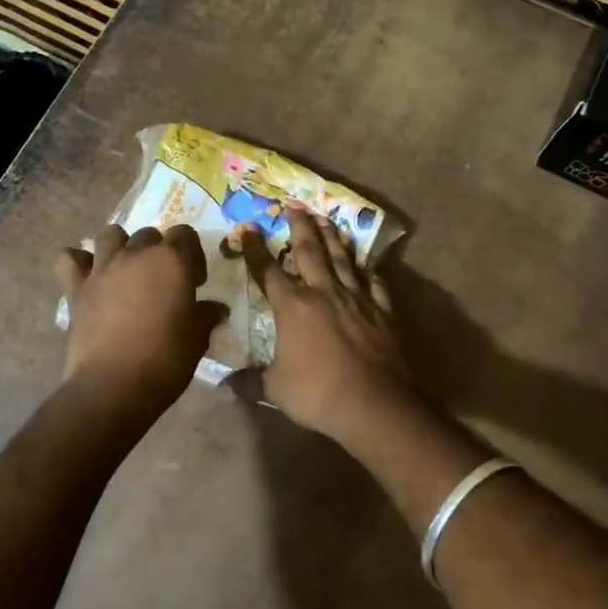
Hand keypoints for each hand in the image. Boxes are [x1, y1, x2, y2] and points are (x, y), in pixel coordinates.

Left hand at [55, 223, 224, 418]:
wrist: (113, 387)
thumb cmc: (165, 361)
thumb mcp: (197, 339)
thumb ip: (206, 316)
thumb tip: (215, 309)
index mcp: (172, 261)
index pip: (185, 234)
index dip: (192, 255)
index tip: (194, 282)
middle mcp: (136, 255)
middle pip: (149, 235)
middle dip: (158, 252)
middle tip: (162, 283)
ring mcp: (103, 268)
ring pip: (110, 235)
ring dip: (120, 246)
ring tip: (126, 271)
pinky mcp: (76, 288)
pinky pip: (69, 258)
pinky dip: (77, 261)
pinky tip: (87, 276)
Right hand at [235, 206, 414, 441]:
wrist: (374, 404)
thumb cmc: (318, 394)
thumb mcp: (275, 389)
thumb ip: (250, 382)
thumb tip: (224, 385)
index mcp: (293, 307)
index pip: (268, 271)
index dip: (255, 249)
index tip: (247, 227)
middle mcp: (324, 293)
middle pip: (309, 251)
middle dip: (299, 226)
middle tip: (294, 204)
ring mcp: (357, 299)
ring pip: (342, 259)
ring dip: (332, 237)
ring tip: (326, 218)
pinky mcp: (383, 311)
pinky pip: (374, 282)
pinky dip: (367, 269)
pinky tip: (365, 262)